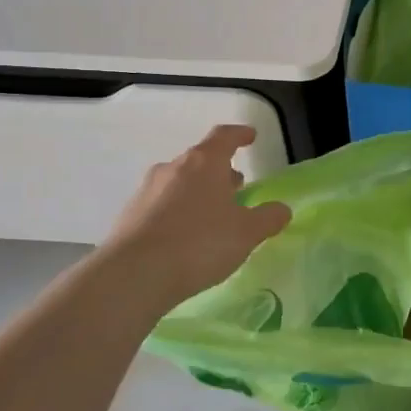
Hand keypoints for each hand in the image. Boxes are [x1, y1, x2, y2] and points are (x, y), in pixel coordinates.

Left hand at [97, 125, 290, 307]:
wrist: (133, 275)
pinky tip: (185, 236)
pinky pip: (161, 205)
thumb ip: (268, 218)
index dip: (239, 135)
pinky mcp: (129, 216)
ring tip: (212, 214)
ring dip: (198, 191)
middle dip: (220, 170)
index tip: (250, 136)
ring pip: (179, 182)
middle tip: (236, 186)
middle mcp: (173, 169)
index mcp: (204, 163)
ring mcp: (147, 191)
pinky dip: (177, 211)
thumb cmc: (199, 243)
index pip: (224, 136)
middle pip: (200, 160)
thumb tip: (281, 209)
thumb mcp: (246, 233)